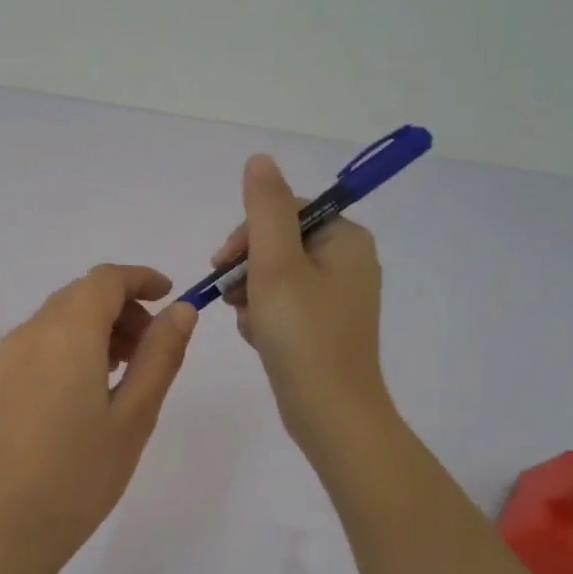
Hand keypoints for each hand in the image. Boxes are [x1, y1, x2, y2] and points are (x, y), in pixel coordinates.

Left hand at [0, 264, 197, 570]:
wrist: (11, 525)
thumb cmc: (82, 472)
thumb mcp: (136, 414)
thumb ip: (161, 355)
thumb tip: (181, 310)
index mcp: (67, 332)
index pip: (105, 280)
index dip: (141, 279)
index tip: (171, 296)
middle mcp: (34, 330)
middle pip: (84, 293)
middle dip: (124, 305)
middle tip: (156, 346)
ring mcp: (14, 354)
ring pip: (64, 314)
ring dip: (101, 323)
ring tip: (131, 368)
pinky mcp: (5, 376)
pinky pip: (46, 337)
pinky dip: (78, 340)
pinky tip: (97, 381)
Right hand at [212, 154, 394, 458]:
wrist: (330, 413)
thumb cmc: (302, 334)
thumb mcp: (276, 264)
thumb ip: (265, 208)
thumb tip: (260, 160)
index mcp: (345, 239)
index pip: (286, 211)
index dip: (248, 233)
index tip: (224, 263)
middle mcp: (348, 262)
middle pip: (279, 243)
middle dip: (248, 269)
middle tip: (232, 297)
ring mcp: (338, 297)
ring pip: (276, 276)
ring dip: (252, 295)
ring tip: (250, 324)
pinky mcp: (325, 326)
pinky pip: (284, 304)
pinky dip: (265, 316)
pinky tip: (259, 338)